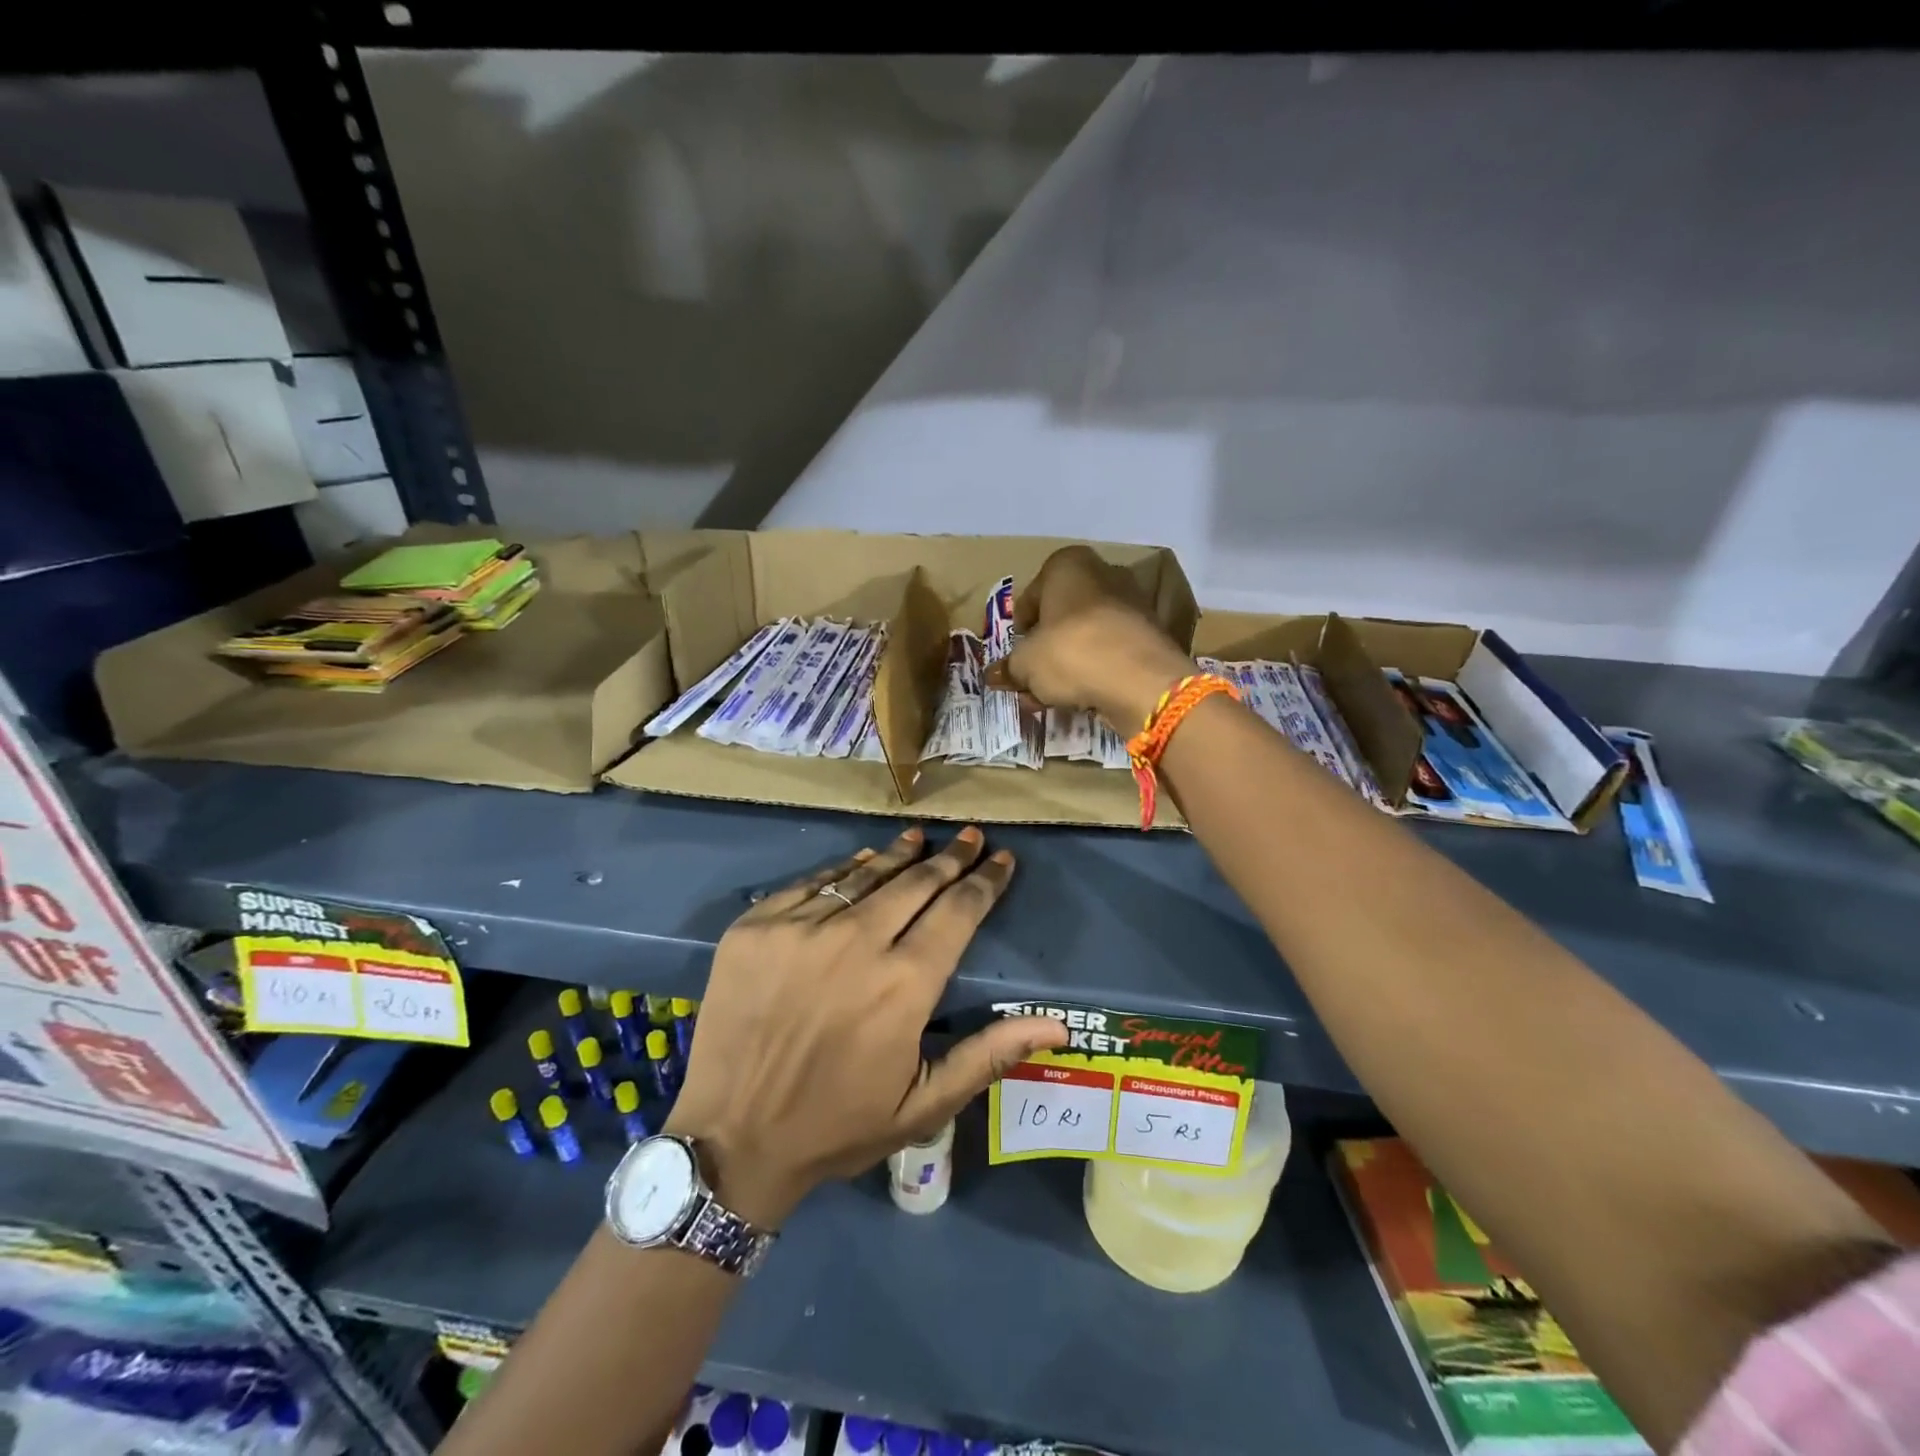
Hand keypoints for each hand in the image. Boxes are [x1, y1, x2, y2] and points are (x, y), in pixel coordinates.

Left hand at [664, 826, 1067, 1227]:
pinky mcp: (756, 926)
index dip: (986, 881)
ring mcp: (800, 928)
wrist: (730, 1139)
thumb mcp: (923, 1105)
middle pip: (916, 882)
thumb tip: (1059, 1023)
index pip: (959, 911)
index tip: (1003, 859)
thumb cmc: (836, 1126)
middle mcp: (856, 943)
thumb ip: (990, 1055)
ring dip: (898, 854)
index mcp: (904, 984)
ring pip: (864, 874)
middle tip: (970, 836)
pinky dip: (843, 870)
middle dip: (951, 857)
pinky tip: (860, 861)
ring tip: (920, 838)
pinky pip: (811, 883)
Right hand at [985, 545, 1195, 730]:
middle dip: (1046, 648)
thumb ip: (1009, 667)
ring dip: (1068, 663)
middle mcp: (1103, 573)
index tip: (1015, 655)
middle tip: (1032, 679)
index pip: (1032, 595)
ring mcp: (1132, 603)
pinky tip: (1082, 696)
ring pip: (1087, 635)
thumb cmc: (1071, 652)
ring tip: (1052, 695)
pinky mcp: (1150, 635)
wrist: (1140, 679)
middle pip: (1062, 615)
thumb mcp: (1025, 664)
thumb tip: (994, 675)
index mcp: (1068, 564)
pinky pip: (1111, 651)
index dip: (1020, 629)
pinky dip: (1095, 670)